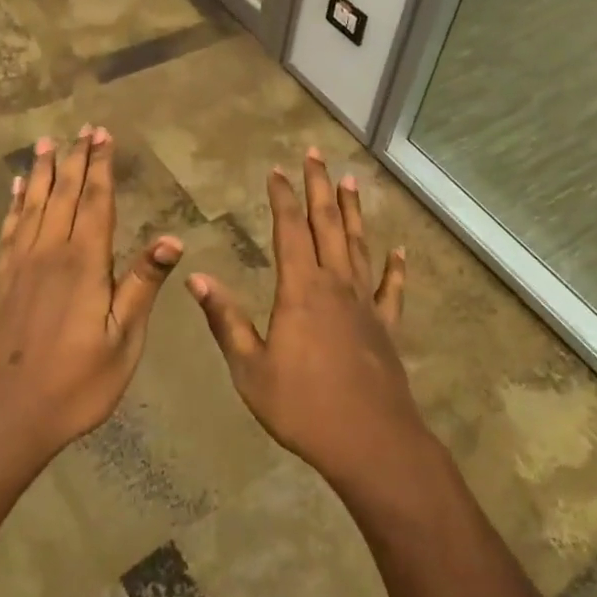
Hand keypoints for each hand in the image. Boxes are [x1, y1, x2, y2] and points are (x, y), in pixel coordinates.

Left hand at [0, 126, 182, 472]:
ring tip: (47, 142)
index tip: (102, 136)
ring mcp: (21, 265)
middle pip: (65, 196)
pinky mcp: (2, 281)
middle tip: (82, 129)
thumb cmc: (77, 382)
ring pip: (34, 206)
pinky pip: (10, 230)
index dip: (101, 167)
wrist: (8, 414)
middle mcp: (50, 253)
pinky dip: (15, 205)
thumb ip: (141, 286)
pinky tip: (18, 189)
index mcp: (85, 264)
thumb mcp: (123, 340)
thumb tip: (171, 239)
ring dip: (43, 172)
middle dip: (76, 160)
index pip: (96, 203)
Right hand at [185, 149, 421, 488]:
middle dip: (319, 187)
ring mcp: (365, 303)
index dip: (283, 197)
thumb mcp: (250, 368)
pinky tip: (400, 251)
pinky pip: (392, 289)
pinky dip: (396, 267)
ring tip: (351, 181)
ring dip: (354, 211)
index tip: (277, 170)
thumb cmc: (302, 407)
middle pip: (328, 224)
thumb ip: (225, 320)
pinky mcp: (386, 326)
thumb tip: (197, 278)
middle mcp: (336, 284)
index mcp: (300, 289)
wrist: (369, 442)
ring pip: (359, 245)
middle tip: (316, 154)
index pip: (289, 230)